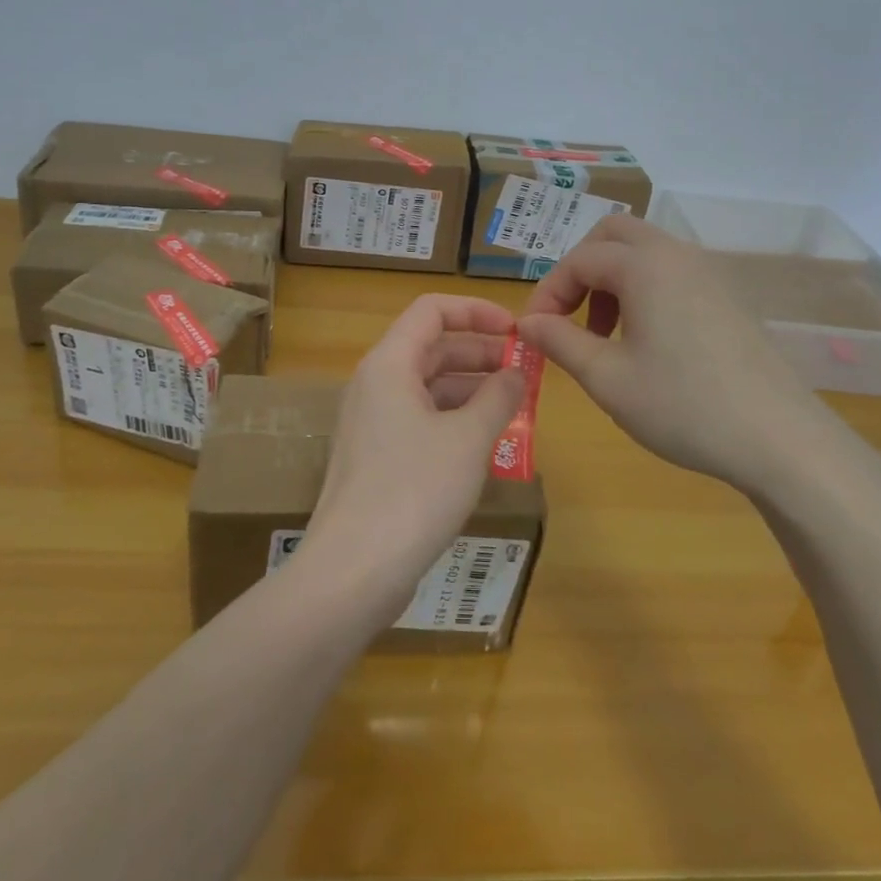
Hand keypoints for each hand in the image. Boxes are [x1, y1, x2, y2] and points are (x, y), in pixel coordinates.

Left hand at [298, 294, 525, 625]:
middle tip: (526, 371)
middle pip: (432, 348)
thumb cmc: (414, 490)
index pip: (432, 310)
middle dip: (481, 353)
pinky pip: (421, 421)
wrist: (354, 569)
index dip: (476, 311)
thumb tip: (515, 373)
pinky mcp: (377, 457)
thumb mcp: (468, 439)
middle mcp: (376, 384)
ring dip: (472, 391)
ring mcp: (373, 422)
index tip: (516, 330)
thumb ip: (497, 398)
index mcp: (389, 364)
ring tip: (517, 407)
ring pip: (429, 387)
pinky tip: (488, 444)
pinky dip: (455, 421)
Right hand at [515, 215, 822, 492]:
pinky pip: (672, 272)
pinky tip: (647, 342)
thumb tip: (525, 322)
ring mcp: (710, 273)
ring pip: (644, 252)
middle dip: (580, 269)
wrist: (781, 439)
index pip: (578, 260)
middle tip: (568, 316)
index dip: (548, 293)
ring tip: (604, 334)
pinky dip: (644, 290)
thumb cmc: (683, 405)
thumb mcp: (607, 378)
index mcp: (644, 265)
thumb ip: (558, 341)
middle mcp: (677, 255)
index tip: (534, 332)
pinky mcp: (729, 297)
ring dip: (612, 280)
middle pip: (613, 235)